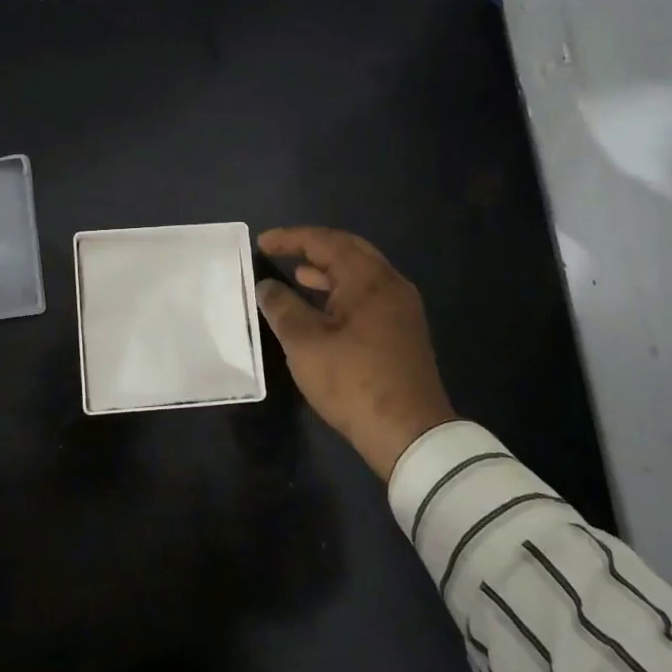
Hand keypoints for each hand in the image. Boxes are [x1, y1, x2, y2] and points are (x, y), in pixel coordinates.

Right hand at [254, 226, 456, 479]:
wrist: (409, 433)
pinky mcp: (403, 331)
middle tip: (281, 249)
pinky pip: (369, 295)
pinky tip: (324, 308)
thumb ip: (282, 307)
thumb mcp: (305, 343)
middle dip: (313, 246)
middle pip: (349, 250)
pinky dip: (342, 291)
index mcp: (368, 279)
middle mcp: (391, 284)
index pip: (325, 242)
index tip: (262, 242)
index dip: (291, 238)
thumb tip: (267, 286)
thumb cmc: (352, 381)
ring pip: (361, 274)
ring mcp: (402, 308)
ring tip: (298, 275)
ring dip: (328, 270)